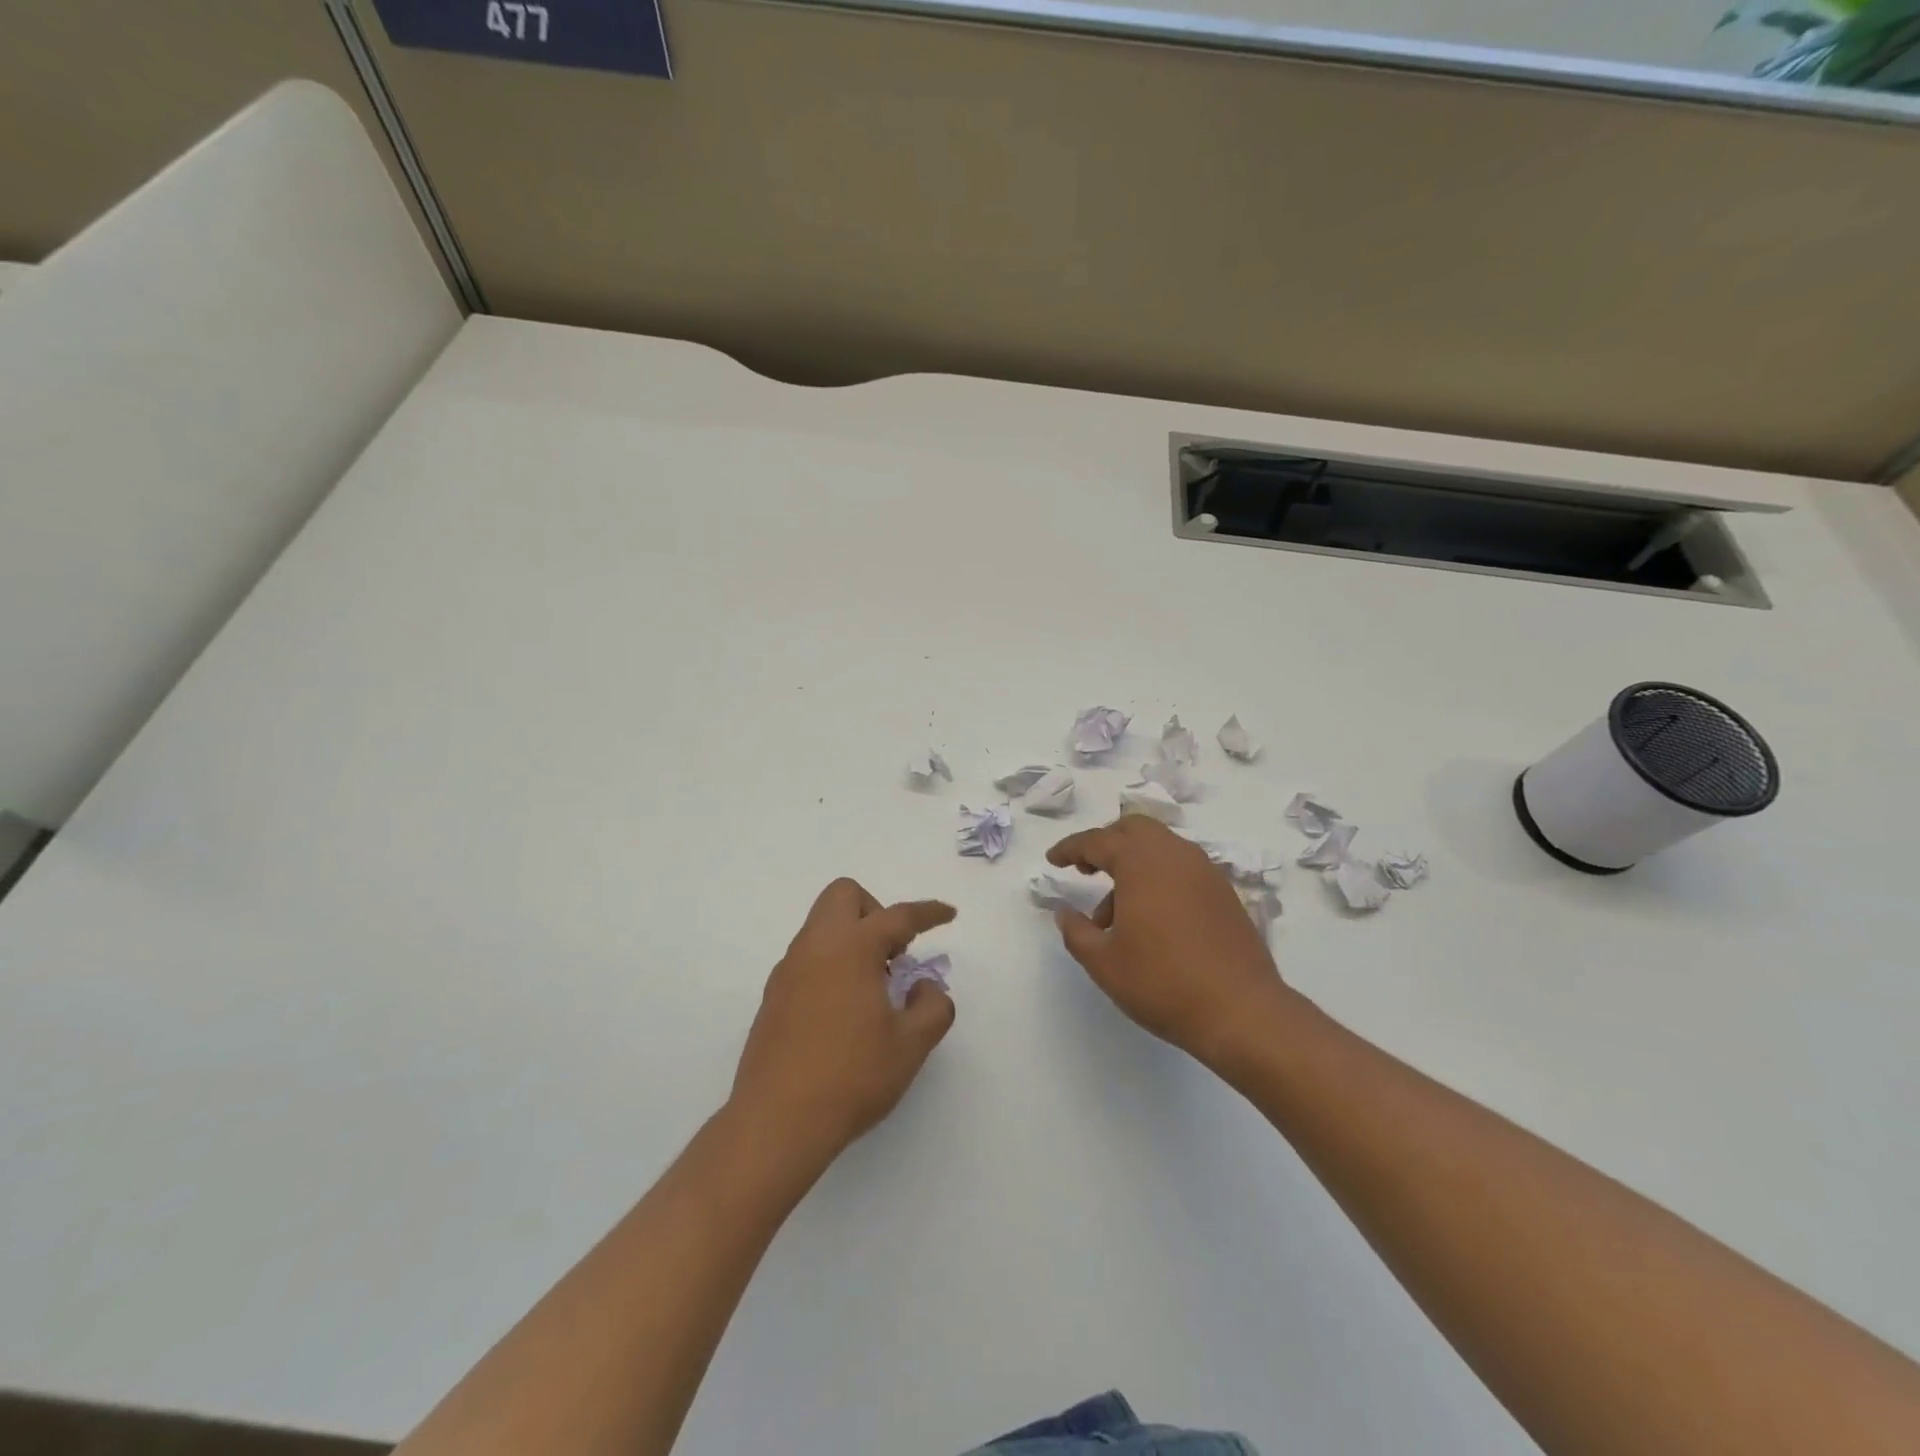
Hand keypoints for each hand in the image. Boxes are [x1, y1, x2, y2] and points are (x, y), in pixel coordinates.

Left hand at [730, 878, 955, 1163]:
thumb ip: (932, 1007)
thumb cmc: (851, 1078)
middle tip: (894, 954)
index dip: (928, 913)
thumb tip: (924, 988)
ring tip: (874, 988)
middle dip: (876, 911)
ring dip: (853, 938)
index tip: (948, 914)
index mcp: (851, 948)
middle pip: (844, 896)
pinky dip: (832, 962)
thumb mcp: (910, 1045)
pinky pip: (808, 957)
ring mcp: (788, 970)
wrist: (776, 1123)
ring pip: (822, 926)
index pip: (897, 916)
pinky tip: (845, 1009)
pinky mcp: (773, 996)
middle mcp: (815, 947)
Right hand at [1047, 817, 1293, 1069]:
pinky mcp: (1224, 892)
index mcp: (1141, 862)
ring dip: (1133, 863)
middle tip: (1086, 869)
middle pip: (1134, 829)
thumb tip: (1065, 913)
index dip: (1070, 848)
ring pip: (1161, 847)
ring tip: (1116, 912)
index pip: (1097, 840)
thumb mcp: (1103, 962)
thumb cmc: (1162, 982)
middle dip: (1106, 843)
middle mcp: (1175, 855)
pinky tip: (1152, 918)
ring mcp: (1205, 871)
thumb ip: (1076, 931)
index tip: (1053, 860)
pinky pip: (1182, 867)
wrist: (1241, 1011)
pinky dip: (1159, 876)